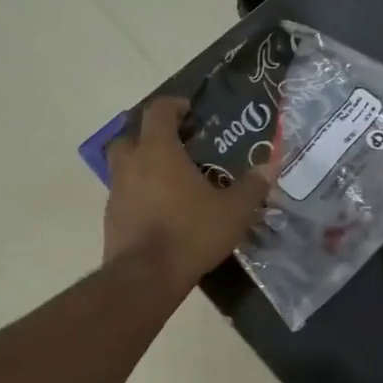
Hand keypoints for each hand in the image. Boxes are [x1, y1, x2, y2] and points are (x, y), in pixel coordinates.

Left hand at [104, 98, 272, 284]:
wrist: (145, 278)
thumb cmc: (190, 233)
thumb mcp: (233, 211)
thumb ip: (252, 186)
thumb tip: (270, 166)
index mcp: (158, 151)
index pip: (158, 110)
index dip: (173, 105)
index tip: (189, 111)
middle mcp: (131, 164)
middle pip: (130, 135)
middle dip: (150, 134)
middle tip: (176, 144)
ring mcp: (116, 191)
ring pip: (123, 165)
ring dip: (142, 165)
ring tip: (170, 179)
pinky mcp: (111, 218)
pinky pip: (124, 194)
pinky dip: (138, 193)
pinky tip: (160, 210)